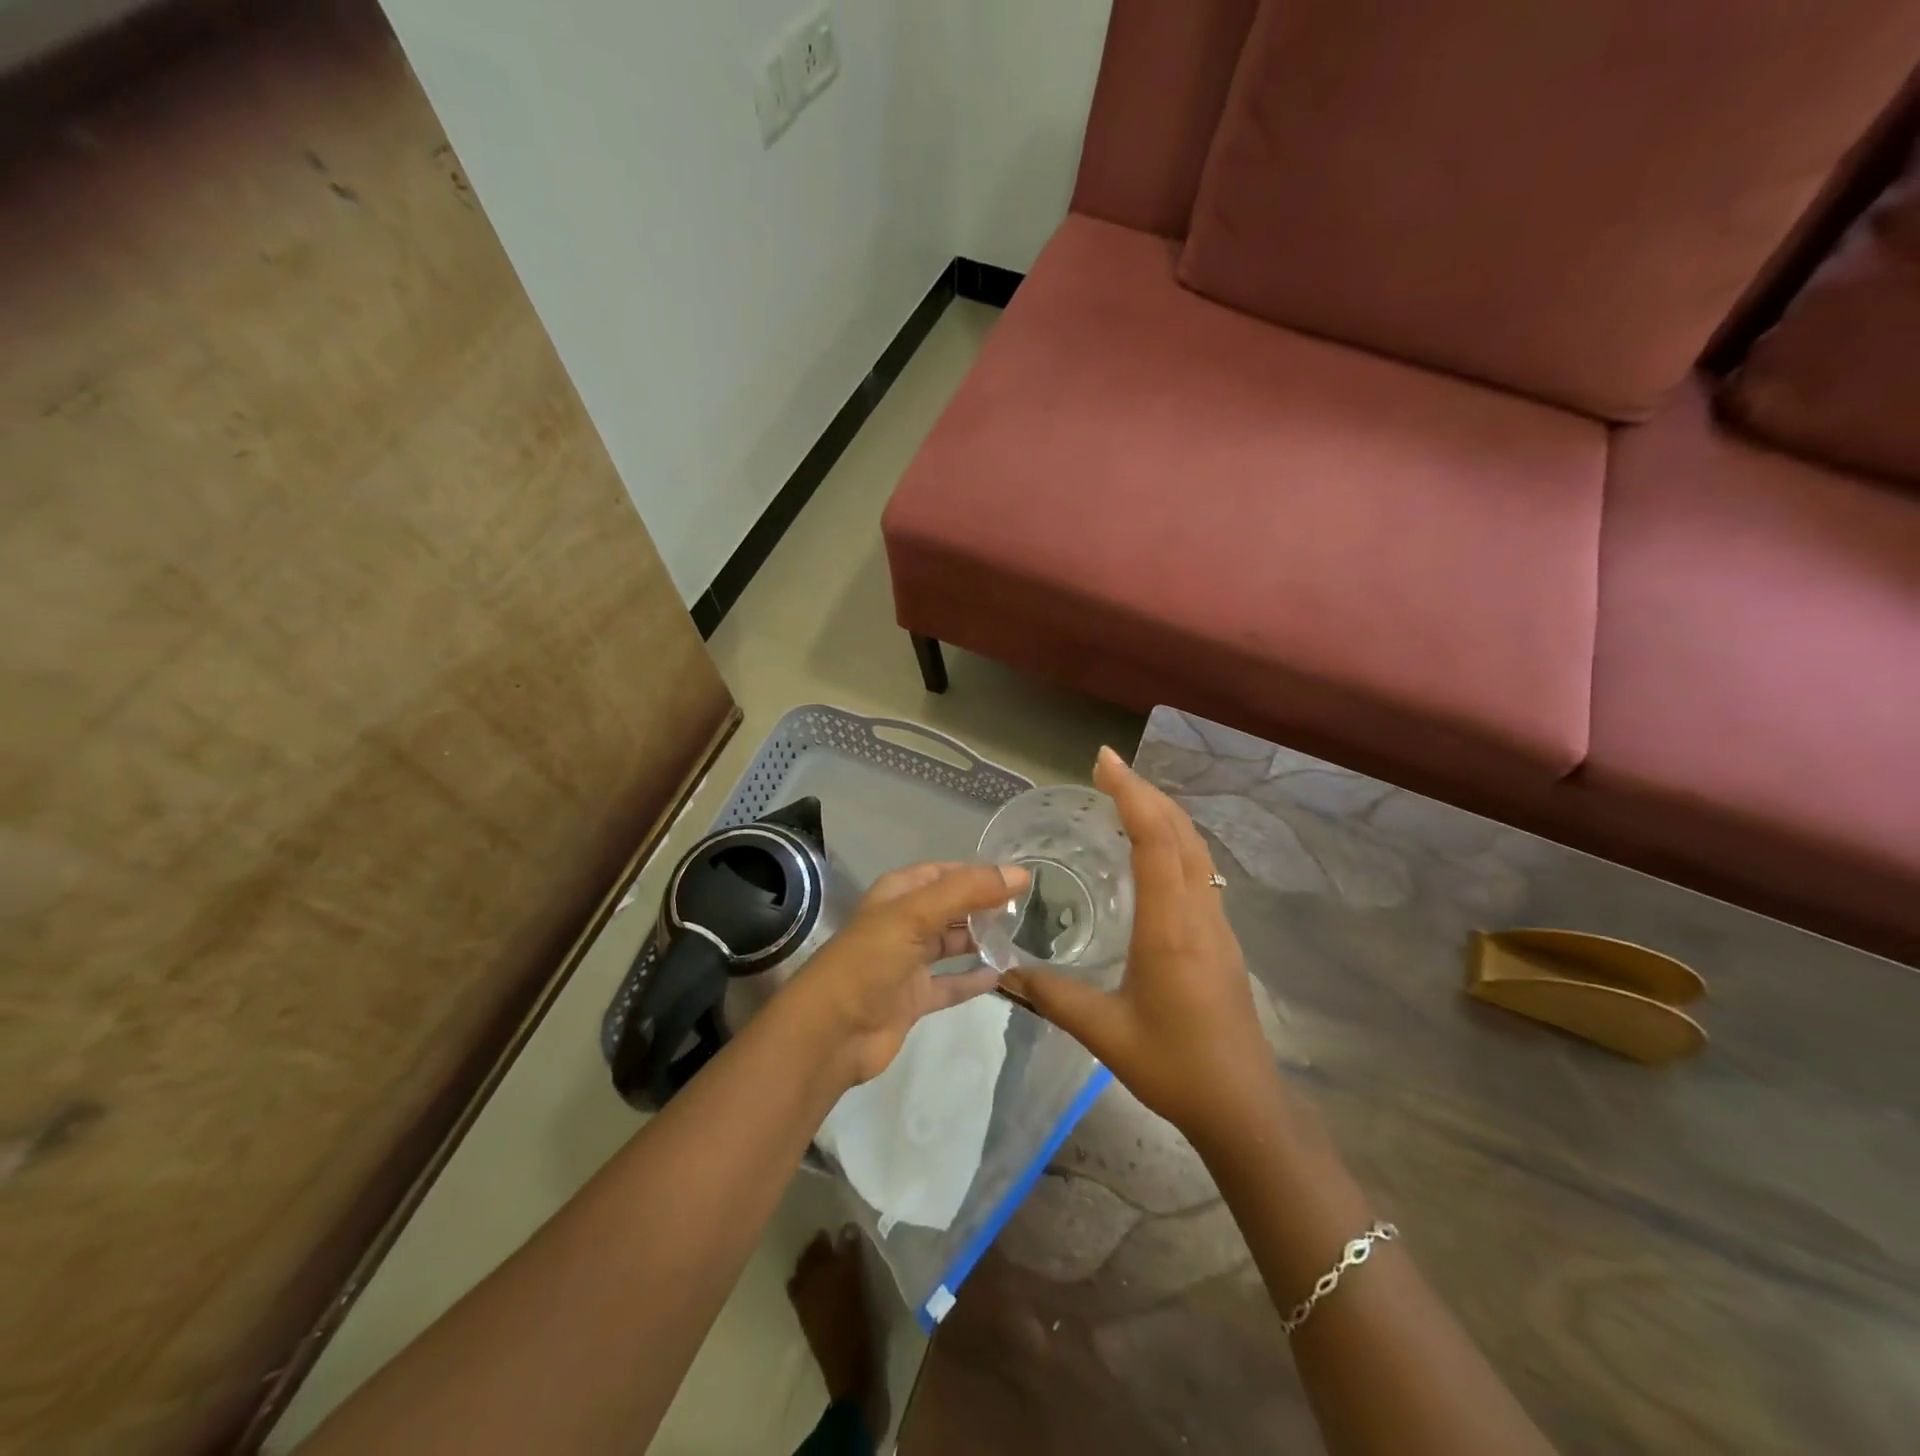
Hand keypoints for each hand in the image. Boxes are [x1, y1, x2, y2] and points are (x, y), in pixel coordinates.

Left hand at [786, 861, 1029, 1088]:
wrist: (831, 1033)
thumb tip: (1020, 874)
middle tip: (1026, 909)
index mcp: (897, 895)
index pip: (943, 873)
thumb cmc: (869, 961)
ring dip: (980, 940)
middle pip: (950, 907)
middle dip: (983, 906)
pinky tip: (1002, 976)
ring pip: (952, 944)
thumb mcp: (916, 915)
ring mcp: (908, 963)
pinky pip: (951, 984)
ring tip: (1020, 937)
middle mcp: (903, 923)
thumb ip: (967, 892)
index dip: (976, 872)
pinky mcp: (914, 998)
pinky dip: (973, 980)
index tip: (1017, 877)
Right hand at [1000, 747, 1279, 1146]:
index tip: (1104, 762)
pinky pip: (1199, 869)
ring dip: (1163, 813)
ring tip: (1126, 797)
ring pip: (1195, 848)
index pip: (1155, 841)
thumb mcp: (1105, 1033)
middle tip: (1107, 769)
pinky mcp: (1221, 937)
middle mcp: (1198, 912)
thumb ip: (1054, 996)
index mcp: (1171, 927)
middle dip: (1145, 792)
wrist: (1245, 1107)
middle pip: (1180, 832)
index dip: (1131, 795)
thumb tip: (1008, 971)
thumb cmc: (1176, 1067)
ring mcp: (1217, 922)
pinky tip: (1152, 851)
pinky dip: (1174, 841)